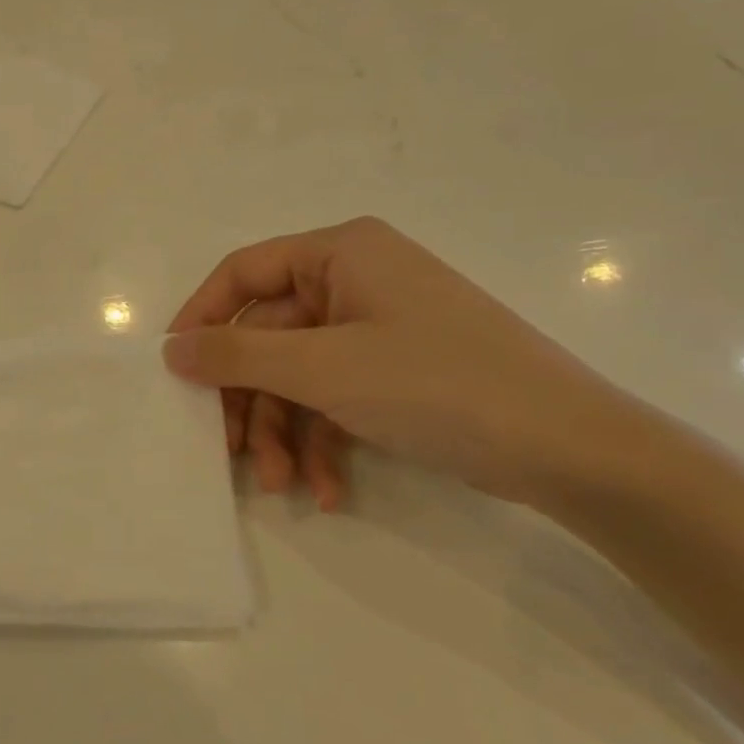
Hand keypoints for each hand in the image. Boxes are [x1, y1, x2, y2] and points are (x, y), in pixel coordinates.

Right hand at [165, 217, 658, 510]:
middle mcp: (356, 280)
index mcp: (341, 252)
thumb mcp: (325, 368)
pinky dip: (325, 441)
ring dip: (285, 431)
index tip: (175, 370)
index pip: (244, 273)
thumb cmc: (437, 384)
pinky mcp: (397, 371)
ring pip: (300, 374)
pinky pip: (337, 396)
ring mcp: (379, 327)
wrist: (572, 449)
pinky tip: (329, 491)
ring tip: (283, 485)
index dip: (202, 318)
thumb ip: (239, 355)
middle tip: (229, 452)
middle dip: (252, 400)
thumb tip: (171, 350)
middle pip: (270, 335)